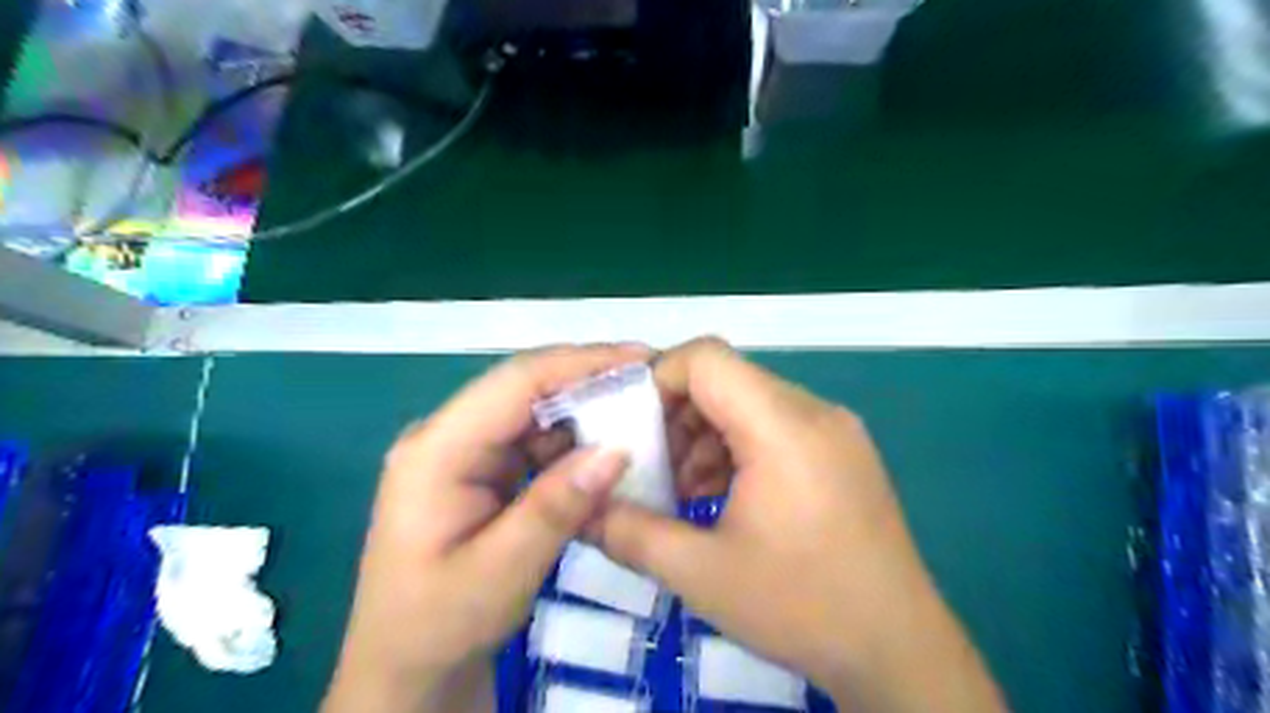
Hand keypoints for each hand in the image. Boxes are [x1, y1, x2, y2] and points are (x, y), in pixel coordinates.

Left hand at [322, 346, 647, 712]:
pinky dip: (574, 444)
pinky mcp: (483, 471)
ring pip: (535, 413)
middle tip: (650, 384)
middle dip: (589, 382)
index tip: (640, 359)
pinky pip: (536, 442)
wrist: (408, 670)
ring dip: (586, 414)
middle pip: (526, 390)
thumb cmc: (439, 626)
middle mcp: (447, 436)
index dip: (580, 363)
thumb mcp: (500, 574)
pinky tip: (607, 453)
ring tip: (639, 416)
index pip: (516, 382)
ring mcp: (465, 453)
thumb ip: (556, 508)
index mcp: (436, 450)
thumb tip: (617, 450)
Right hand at [592, 338, 1002, 712]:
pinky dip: (737, 448)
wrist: (898, 650)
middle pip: (727, 379)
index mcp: (783, 427)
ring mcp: (834, 430)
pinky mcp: (842, 452)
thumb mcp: (701, 573)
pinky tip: (721, 496)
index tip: (628, 423)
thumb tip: (582, 508)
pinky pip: (775, 427)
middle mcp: (814, 412)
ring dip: (705, 434)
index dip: (657, 377)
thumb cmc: (802, 606)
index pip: (707, 359)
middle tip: (650, 464)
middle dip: (676, 414)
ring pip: (749, 403)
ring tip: (684, 488)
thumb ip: (629, 532)